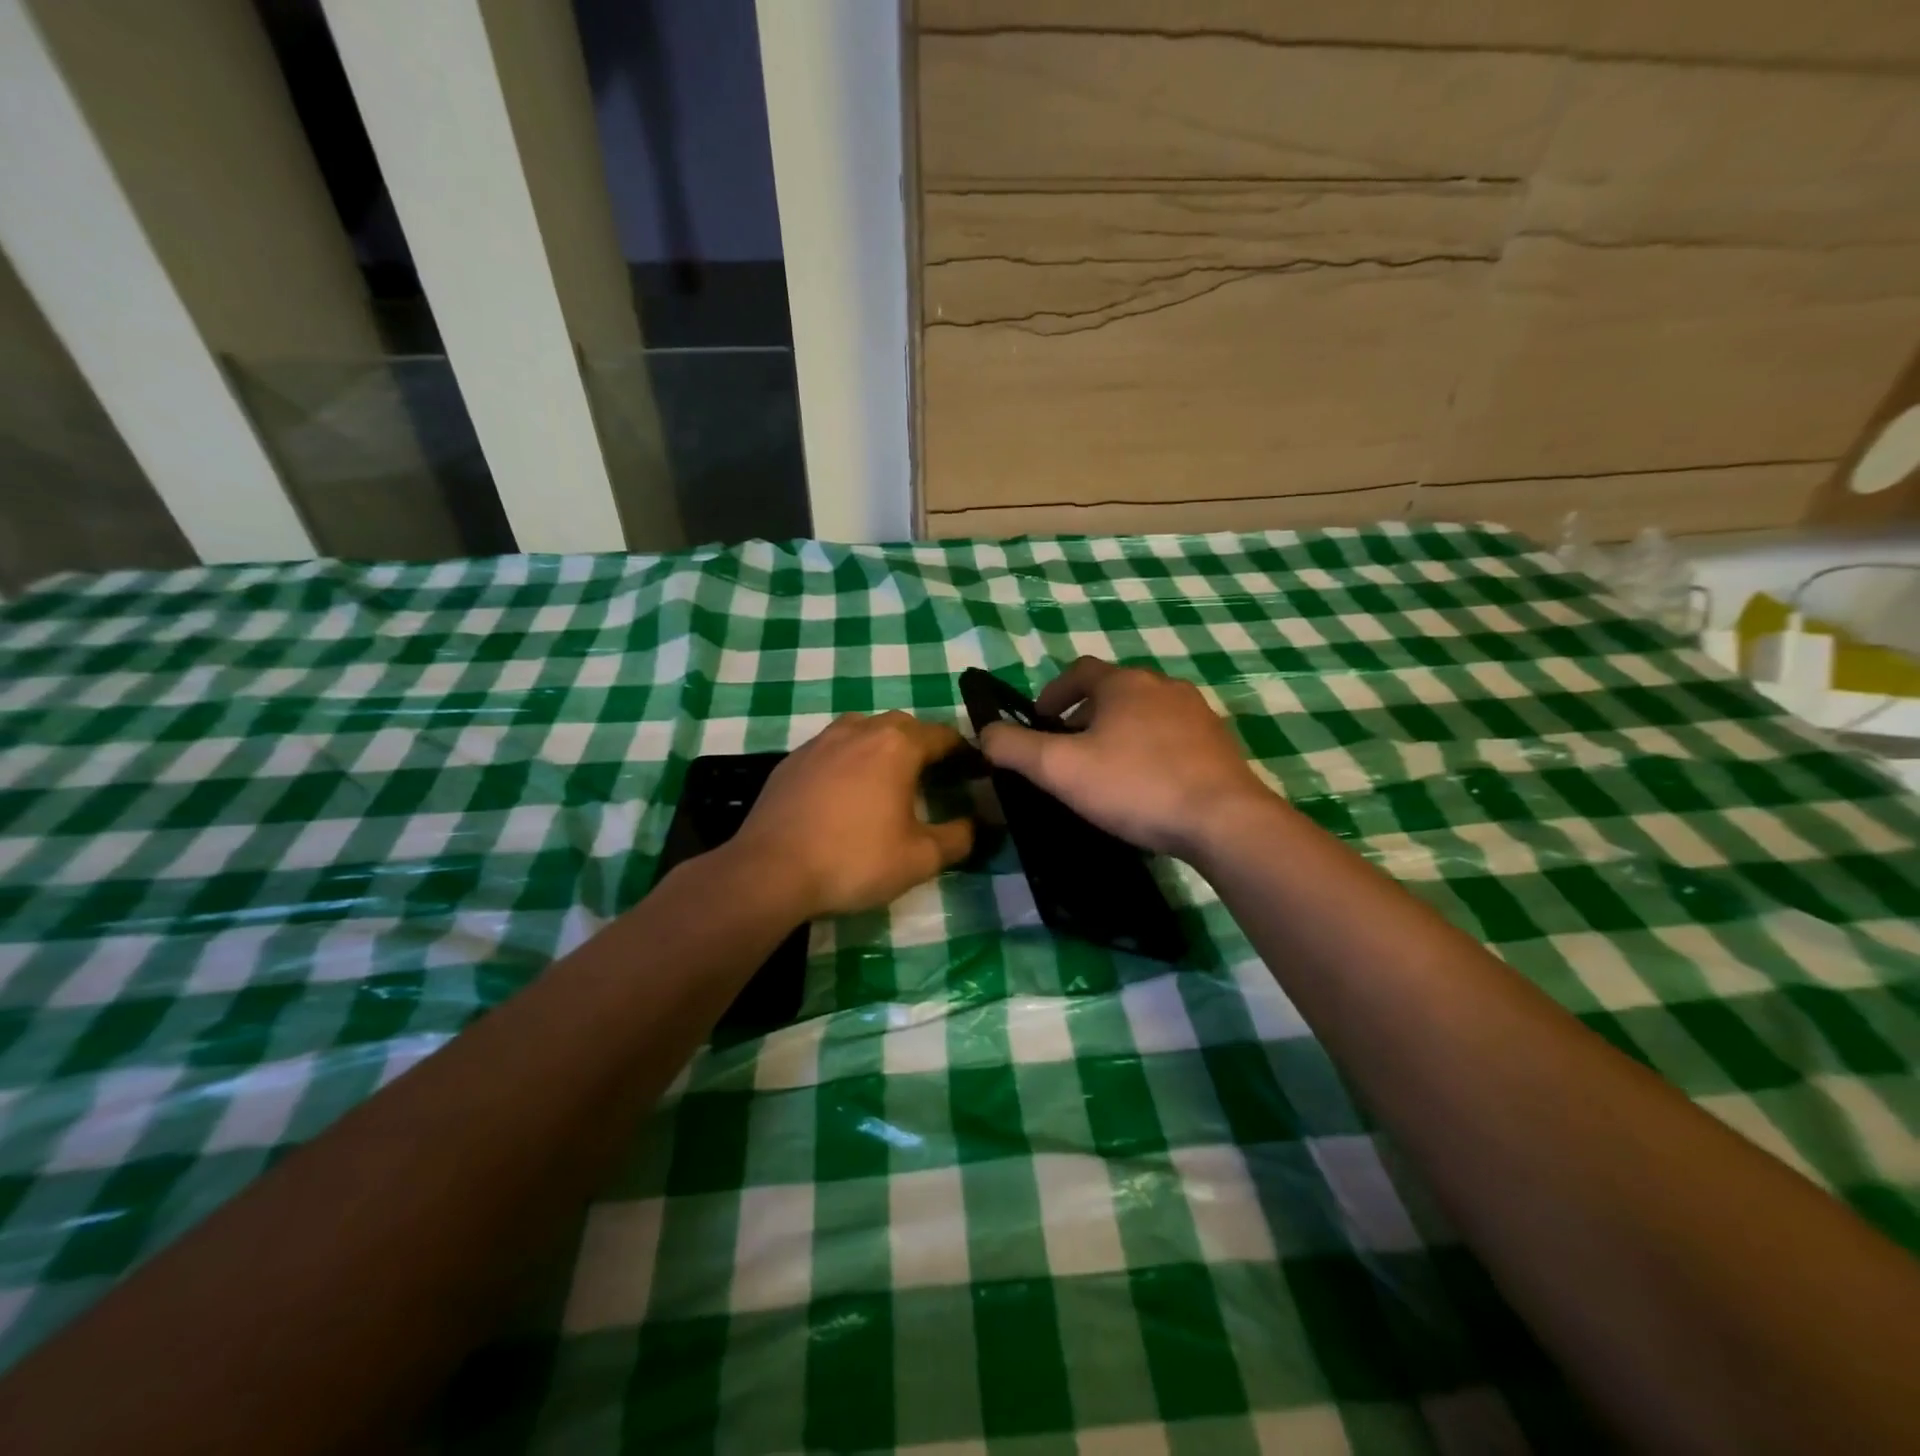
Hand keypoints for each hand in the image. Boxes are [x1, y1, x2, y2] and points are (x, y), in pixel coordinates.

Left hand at [728, 712, 974, 917]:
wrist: (770, 871)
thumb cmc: (853, 860)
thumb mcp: (919, 859)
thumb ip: (958, 838)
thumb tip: (977, 826)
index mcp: (896, 746)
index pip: (942, 735)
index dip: (962, 752)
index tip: (973, 771)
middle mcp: (859, 730)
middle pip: (902, 725)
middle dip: (923, 745)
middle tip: (933, 776)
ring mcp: (819, 742)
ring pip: (862, 730)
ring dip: (882, 746)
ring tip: (888, 778)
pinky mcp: (791, 760)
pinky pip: (831, 748)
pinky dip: (848, 760)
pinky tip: (844, 792)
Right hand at [980, 657, 1271, 857]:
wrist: (1223, 819)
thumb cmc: (1134, 785)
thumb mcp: (1060, 769)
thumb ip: (1014, 748)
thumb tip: (985, 733)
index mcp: (1123, 683)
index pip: (1079, 671)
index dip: (1052, 693)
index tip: (1040, 722)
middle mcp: (1163, 686)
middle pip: (1114, 691)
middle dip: (1085, 715)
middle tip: (1069, 751)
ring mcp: (1197, 713)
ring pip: (1146, 713)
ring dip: (1120, 732)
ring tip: (1107, 770)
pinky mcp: (1220, 744)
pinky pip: (1174, 737)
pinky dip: (1152, 750)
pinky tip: (1148, 785)